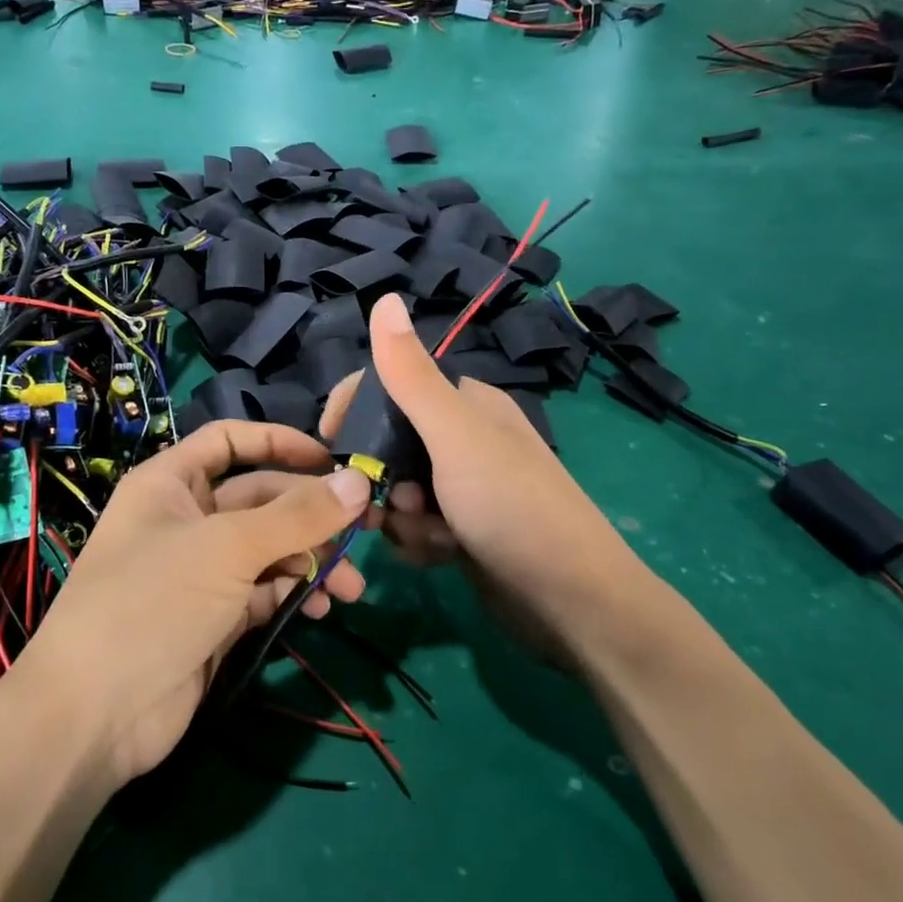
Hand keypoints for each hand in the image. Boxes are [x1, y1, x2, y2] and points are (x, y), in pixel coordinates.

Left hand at [18, 422, 371, 786]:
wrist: (95, 714)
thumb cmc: (153, 601)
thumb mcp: (228, 548)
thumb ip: (298, 516)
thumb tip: (361, 481)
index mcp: (171, 483)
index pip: (229, 441)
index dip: (279, 443)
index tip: (331, 459)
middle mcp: (186, 519)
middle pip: (261, 498)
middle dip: (312, 515)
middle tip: (367, 532)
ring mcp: (201, 570)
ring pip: (269, 548)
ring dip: (312, 560)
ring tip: (349, 588)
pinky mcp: (216, 616)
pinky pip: (265, 590)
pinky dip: (293, 593)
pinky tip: (319, 609)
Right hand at [320, 294, 649, 669]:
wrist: (571, 602)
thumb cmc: (512, 507)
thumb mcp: (455, 436)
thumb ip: (411, 375)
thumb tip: (384, 298)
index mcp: (466, 404)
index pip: (391, 386)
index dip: (355, 411)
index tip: (331, 446)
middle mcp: (465, 439)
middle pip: (388, 445)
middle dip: (382, 478)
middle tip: (395, 504)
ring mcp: (465, 488)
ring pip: (398, 491)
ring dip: (403, 518)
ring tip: (433, 535)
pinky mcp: (463, 530)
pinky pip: (415, 527)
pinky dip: (419, 542)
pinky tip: (441, 555)